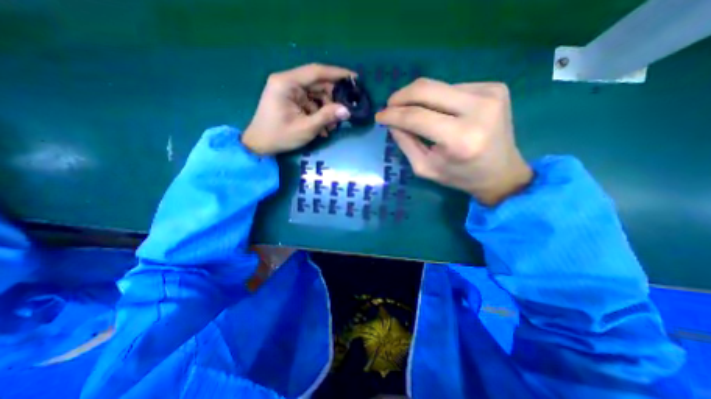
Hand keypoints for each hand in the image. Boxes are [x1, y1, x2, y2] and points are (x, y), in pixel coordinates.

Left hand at [241, 62, 355, 153]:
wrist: (259, 145)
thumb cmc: (280, 136)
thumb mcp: (305, 128)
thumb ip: (326, 117)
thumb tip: (347, 111)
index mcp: (287, 83)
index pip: (316, 72)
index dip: (337, 74)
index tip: (355, 78)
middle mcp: (287, 82)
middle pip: (317, 84)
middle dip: (332, 99)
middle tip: (345, 112)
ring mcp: (289, 91)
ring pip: (316, 95)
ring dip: (326, 110)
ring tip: (332, 127)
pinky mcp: (291, 100)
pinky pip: (310, 103)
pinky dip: (319, 114)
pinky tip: (323, 128)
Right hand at [378, 78, 532, 205]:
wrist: (501, 173)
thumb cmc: (460, 176)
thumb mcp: (426, 168)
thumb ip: (406, 143)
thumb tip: (392, 122)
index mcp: (460, 138)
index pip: (416, 117)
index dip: (393, 114)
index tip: (379, 116)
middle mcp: (478, 109)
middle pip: (427, 89)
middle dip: (401, 96)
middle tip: (390, 106)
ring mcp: (491, 94)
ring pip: (438, 86)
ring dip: (419, 99)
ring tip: (413, 113)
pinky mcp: (496, 88)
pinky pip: (453, 88)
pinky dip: (439, 99)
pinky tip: (440, 112)